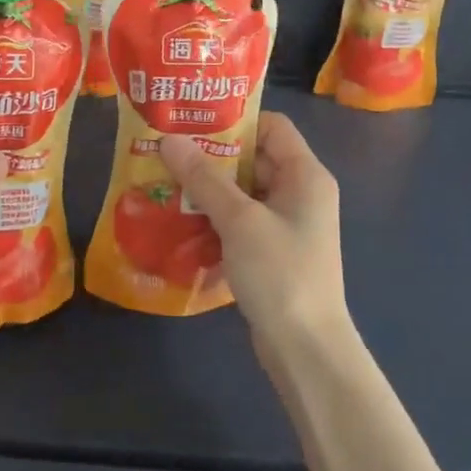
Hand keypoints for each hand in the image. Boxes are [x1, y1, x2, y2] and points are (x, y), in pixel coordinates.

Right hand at [159, 113, 349, 355]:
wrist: (306, 349)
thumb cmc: (280, 273)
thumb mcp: (239, 220)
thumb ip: (204, 178)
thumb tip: (169, 139)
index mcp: (305, 174)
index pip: (272, 126)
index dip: (235, 121)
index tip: (192, 125)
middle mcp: (301, 193)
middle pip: (254, 158)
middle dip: (211, 158)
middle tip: (167, 154)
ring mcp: (288, 224)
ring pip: (244, 193)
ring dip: (208, 191)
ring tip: (165, 185)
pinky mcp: (274, 251)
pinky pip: (242, 222)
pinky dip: (215, 219)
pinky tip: (181, 222)